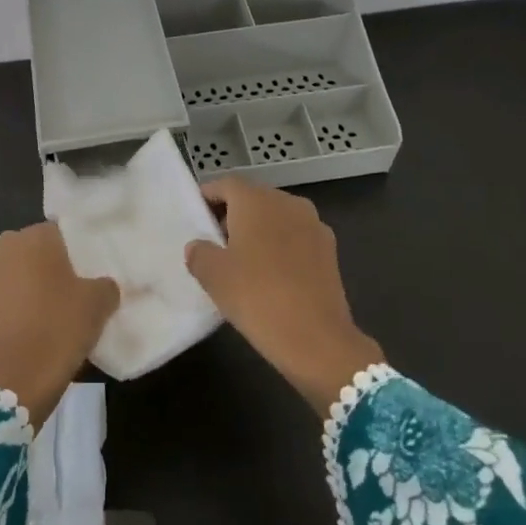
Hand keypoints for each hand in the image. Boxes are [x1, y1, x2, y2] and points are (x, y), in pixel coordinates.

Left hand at [0, 223, 119, 428]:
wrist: (19, 377)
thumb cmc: (60, 326)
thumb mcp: (99, 302)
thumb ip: (106, 284)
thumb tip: (105, 285)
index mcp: (34, 236)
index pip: (62, 231)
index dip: (79, 249)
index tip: (94, 267)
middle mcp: (7, 248)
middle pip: (39, 250)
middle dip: (56, 264)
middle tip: (81, 285)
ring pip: (23, 272)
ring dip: (38, 284)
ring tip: (64, 306)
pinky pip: (12, 295)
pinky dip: (25, 304)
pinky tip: (44, 322)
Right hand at [185, 177, 385, 416]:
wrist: (317, 339)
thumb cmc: (256, 296)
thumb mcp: (213, 275)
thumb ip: (199, 252)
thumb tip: (199, 246)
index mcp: (256, 200)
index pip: (225, 185)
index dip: (208, 197)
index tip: (196, 217)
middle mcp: (287, 202)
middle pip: (253, 198)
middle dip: (233, 215)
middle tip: (215, 242)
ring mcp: (314, 225)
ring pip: (277, 218)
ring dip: (259, 231)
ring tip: (243, 261)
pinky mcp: (330, 251)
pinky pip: (296, 238)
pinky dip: (281, 248)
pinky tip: (271, 276)